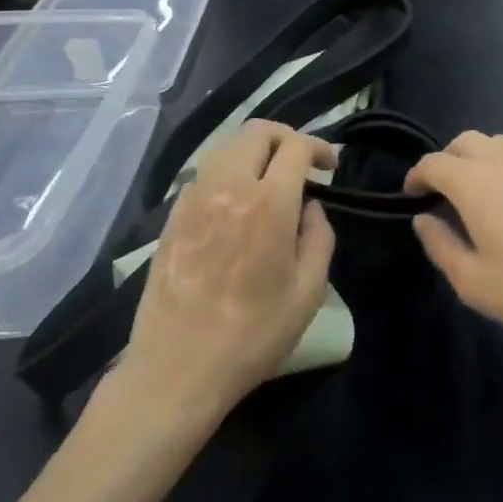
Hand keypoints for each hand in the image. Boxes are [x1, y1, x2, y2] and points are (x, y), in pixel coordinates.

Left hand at [120, 121, 335, 412]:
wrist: (177, 369)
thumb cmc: (253, 335)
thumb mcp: (308, 292)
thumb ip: (319, 237)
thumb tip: (311, 207)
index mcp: (269, 203)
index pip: (296, 146)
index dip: (319, 147)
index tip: (330, 166)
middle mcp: (229, 187)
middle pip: (257, 132)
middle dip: (285, 137)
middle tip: (301, 161)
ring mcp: (195, 199)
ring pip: (226, 146)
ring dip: (253, 150)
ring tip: (268, 176)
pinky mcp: (172, 216)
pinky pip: (203, 173)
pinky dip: (226, 172)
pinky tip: (234, 202)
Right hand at [405, 131, 502, 343]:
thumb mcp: (474, 281)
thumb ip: (441, 246)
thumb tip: (423, 219)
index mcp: (475, 183)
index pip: (434, 163)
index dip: (416, 176)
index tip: (411, 196)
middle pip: (464, 141)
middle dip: (445, 160)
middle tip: (440, 193)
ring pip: (494, 142)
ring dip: (475, 158)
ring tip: (474, 194)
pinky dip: (501, 165)